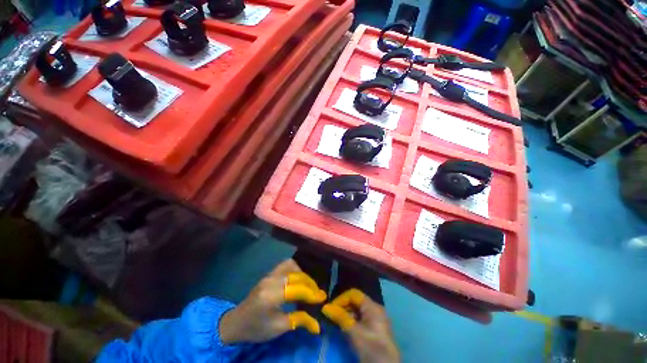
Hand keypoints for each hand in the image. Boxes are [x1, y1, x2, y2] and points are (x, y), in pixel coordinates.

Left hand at [219, 259, 326, 343]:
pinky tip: (298, 278)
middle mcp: (271, 281)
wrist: (235, 322)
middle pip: (296, 275)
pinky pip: (285, 265)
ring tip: (308, 285)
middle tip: (318, 294)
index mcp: (271, 296)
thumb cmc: (256, 328)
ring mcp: (269, 275)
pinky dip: (295, 269)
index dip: (311, 293)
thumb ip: (299, 321)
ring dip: (302, 274)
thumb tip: (317, 325)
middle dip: (310, 283)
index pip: (297, 289)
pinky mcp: (269, 274)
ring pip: (291, 265)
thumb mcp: (278, 328)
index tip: (322, 298)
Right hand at [322, 289, 399, 362]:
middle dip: (343, 307)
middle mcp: (375, 309)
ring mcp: (376, 319)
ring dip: (347, 315)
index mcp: (372, 306)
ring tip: (337, 323)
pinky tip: (346, 329)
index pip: (354, 294)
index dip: (341, 299)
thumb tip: (325, 307)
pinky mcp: (375, 329)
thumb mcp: (354, 332)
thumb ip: (340, 317)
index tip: (331, 308)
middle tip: (332, 316)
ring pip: (358, 311)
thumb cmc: (371, 347)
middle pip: (356, 301)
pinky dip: (352, 322)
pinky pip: (361, 319)